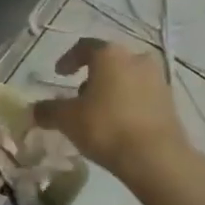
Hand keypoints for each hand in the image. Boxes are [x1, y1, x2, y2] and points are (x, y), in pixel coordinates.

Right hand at [33, 38, 195, 179]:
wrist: (157, 157)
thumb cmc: (106, 127)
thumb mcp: (67, 120)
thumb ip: (48, 110)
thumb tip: (34, 110)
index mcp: (110, 54)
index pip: (84, 46)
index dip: (68, 59)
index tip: (59, 73)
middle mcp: (136, 58)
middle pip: (108, 61)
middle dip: (92, 76)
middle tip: (78, 96)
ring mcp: (157, 78)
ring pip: (127, 77)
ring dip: (111, 89)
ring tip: (98, 113)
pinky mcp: (170, 100)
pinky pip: (142, 94)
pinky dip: (128, 102)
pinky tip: (119, 123)